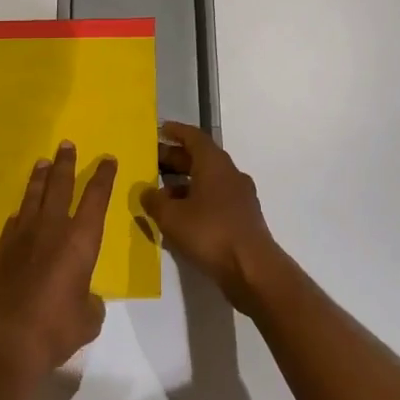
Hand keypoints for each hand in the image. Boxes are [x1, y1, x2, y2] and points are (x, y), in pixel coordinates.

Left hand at [0, 142, 115, 381]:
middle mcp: (52, 228)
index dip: (103, 177)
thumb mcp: (88, 320)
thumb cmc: (56, 328)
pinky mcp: (2, 251)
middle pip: (60, 185)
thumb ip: (91, 304)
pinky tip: (20, 210)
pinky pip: (14, 221)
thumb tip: (86, 299)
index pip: (96, 198)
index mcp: (80, 240)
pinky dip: (20, 212)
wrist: (6, 341)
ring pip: (34, 196)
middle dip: (66, 163)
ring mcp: (23, 236)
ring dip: (40, 177)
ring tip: (43, 162)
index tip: (107, 159)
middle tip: (67, 144)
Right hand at [139, 121, 283, 316]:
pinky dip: (196, 202)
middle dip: (175, 160)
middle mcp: (229, 173)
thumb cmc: (210, 233)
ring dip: (184, 184)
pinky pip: (215, 200)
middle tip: (152, 163)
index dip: (176, 132)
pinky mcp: (242, 218)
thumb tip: (146, 192)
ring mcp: (239, 196)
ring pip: (207, 181)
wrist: (253, 269)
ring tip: (160, 195)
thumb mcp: (172, 217)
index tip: (160, 130)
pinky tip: (180, 220)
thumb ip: (155, 201)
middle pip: (200, 158)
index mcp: (214, 163)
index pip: (194, 137)